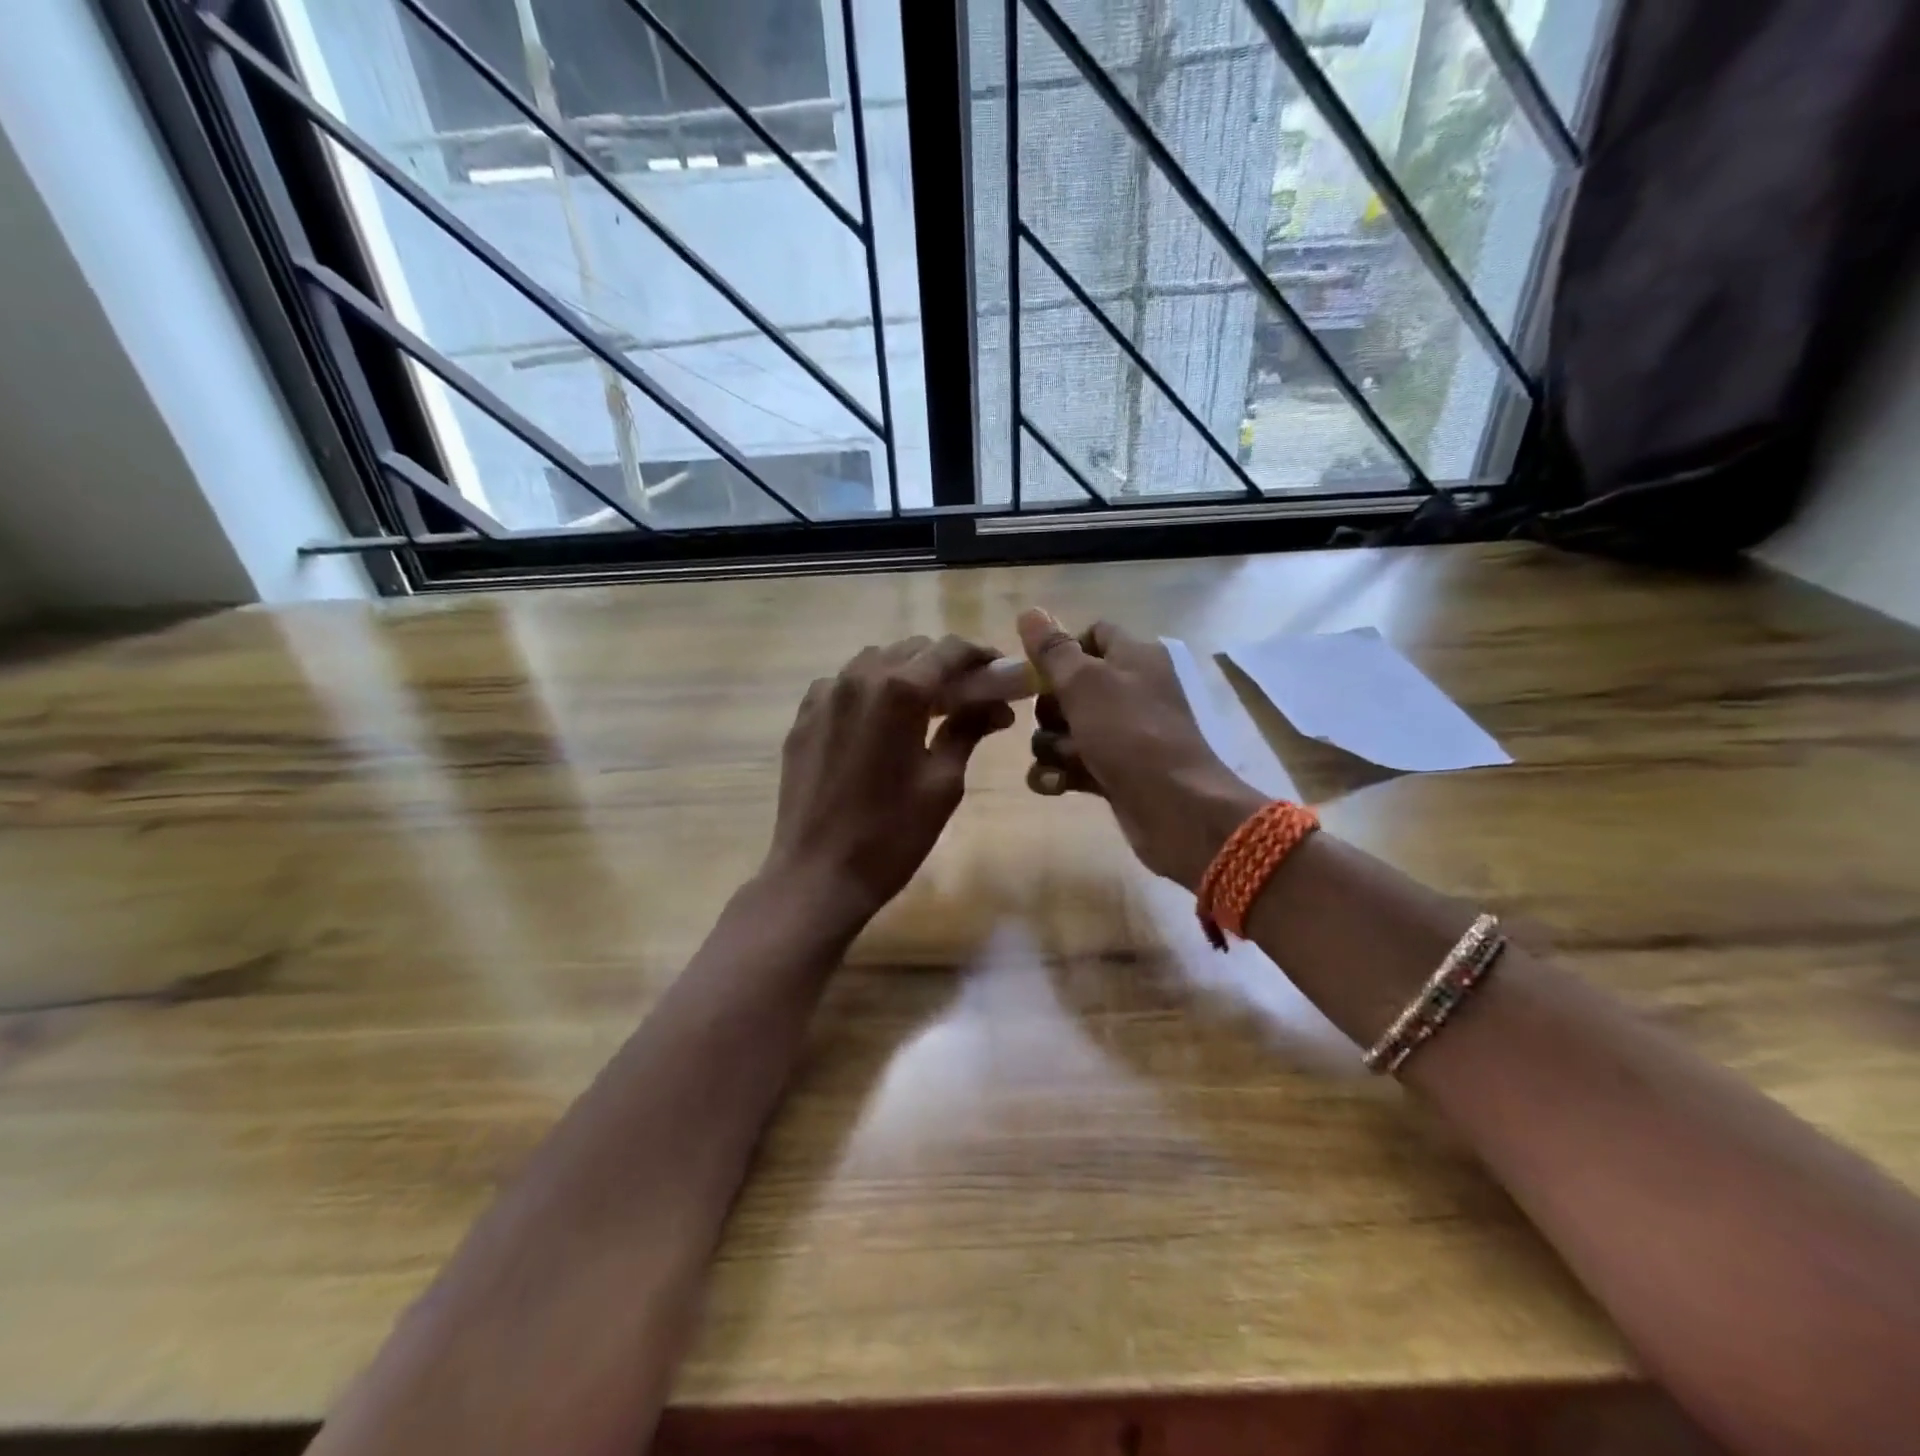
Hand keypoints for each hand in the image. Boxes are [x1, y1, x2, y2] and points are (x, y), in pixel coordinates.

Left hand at [765, 635, 1015, 925]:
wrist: (818, 874)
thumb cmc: (892, 835)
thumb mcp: (943, 783)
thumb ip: (967, 730)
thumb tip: (995, 706)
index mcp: (899, 691)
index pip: (949, 650)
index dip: (980, 656)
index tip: (998, 673)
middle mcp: (858, 679)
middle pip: (912, 650)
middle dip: (945, 665)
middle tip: (968, 697)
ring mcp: (825, 696)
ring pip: (875, 661)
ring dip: (906, 673)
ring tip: (925, 707)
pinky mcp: (803, 717)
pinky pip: (843, 684)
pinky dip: (869, 690)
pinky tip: (879, 721)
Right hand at [1017, 609, 1264, 889]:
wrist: (1175, 808)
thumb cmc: (1130, 733)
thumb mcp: (1085, 683)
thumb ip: (1053, 650)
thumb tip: (1029, 612)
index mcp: (1133, 657)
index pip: (1092, 635)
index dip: (1062, 649)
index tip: (1039, 670)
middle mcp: (1130, 691)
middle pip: (1070, 687)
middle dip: (1048, 707)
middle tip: (1052, 720)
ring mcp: (1122, 735)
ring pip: (1065, 730)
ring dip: (1050, 746)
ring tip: (1060, 761)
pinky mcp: (1114, 773)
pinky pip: (1072, 765)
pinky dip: (1059, 774)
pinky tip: (1056, 785)